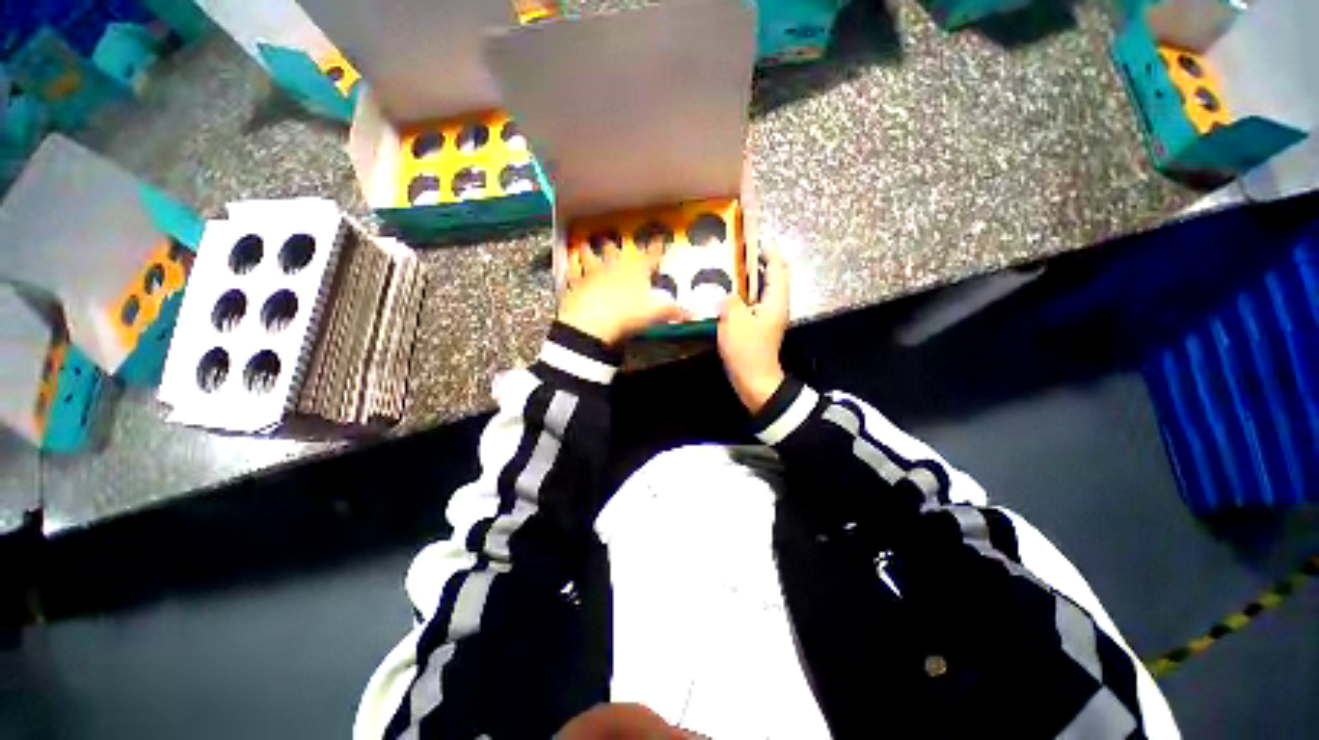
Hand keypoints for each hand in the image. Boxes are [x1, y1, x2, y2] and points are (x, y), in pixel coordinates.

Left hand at [558, 238, 688, 345]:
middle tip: (611, 240)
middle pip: (615, 252)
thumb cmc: (627, 313)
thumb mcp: (655, 313)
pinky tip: (569, 266)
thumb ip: (673, 311)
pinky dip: (571, 269)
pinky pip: (573, 273)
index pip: (650, 256)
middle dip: (615, 246)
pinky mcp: (576, 284)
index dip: (655, 248)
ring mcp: (593, 273)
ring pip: (590, 257)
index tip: (658, 239)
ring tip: (584, 243)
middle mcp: (614, 267)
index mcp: (635, 271)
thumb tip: (692, 314)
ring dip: (588, 251)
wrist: (593, 320)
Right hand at [718, 245, 788, 413]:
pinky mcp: (759, 327)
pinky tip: (727, 294)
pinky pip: (753, 303)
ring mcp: (767, 317)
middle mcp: (775, 306)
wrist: (754, 380)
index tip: (758, 238)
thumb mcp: (734, 320)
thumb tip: (728, 294)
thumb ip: (730, 300)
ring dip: (750, 279)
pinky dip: (743, 294)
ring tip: (731, 268)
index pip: (777, 269)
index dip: (770, 252)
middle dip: (759, 263)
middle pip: (772, 277)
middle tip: (739, 252)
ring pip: (761, 290)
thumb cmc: (747, 349)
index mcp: (775, 301)